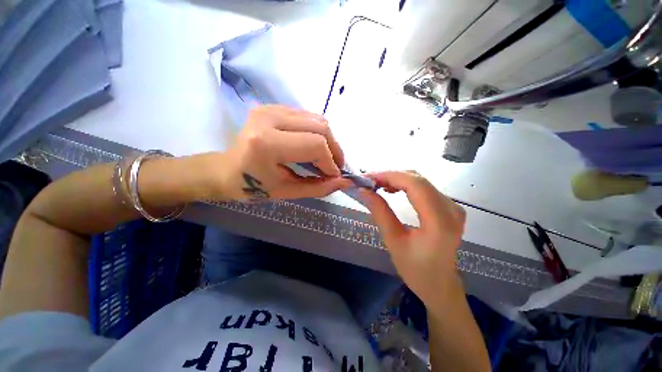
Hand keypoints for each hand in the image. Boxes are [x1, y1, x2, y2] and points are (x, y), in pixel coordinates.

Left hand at [218, 105, 352, 200]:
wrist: (226, 170)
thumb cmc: (253, 186)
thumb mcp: (288, 192)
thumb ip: (319, 188)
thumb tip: (345, 182)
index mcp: (267, 144)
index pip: (315, 145)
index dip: (330, 162)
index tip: (334, 176)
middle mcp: (269, 118)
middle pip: (320, 127)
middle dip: (334, 149)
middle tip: (335, 165)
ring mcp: (271, 109)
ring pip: (317, 119)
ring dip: (328, 140)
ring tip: (327, 157)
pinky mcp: (273, 107)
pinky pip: (308, 116)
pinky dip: (318, 132)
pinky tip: (314, 145)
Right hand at [359, 171, 465, 309]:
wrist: (440, 285)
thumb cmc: (416, 270)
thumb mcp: (393, 241)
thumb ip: (380, 212)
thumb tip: (364, 191)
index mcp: (439, 221)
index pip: (415, 184)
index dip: (389, 176)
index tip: (367, 178)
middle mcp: (451, 209)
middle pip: (418, 179)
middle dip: (390, 176)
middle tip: (369, 181)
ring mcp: (453, 206)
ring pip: (421, 181)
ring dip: (397, 179)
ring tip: (377, 185)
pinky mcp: (449, 207)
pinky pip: (425, 188)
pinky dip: (406, 185)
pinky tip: (392, 189)